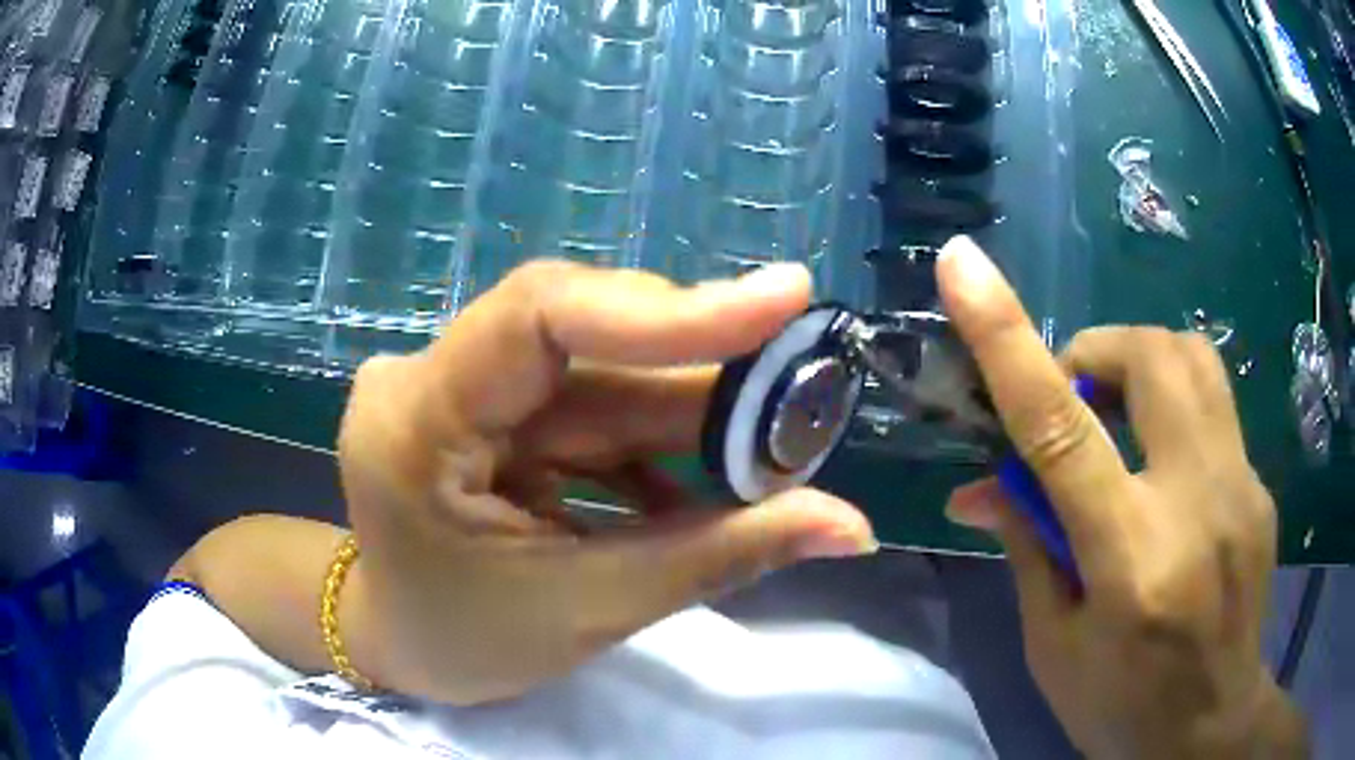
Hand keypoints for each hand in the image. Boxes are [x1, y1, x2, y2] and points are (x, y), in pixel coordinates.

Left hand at [336, 261, 875, 704]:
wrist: (403, 644)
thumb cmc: (466, 642)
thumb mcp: (589, 609)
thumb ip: (719, 557)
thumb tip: (854, 530)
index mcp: (415, 420)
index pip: (540, 316)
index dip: (667, 307)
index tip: (781, 301)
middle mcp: (428, 377)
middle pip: (586, 343)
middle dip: (704, 375)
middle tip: (804, 395)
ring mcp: (456, 384)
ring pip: (600, 372)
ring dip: (694, 411)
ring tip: (774, 447)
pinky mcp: (488, 404)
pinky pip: (588, 403)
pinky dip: (656, 440)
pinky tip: (708, 481)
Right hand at [936, 237, 1306, 757]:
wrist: (1212, 727)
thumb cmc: (1120, 707)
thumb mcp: (1053, 648)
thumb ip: (1028, 550)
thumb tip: (982, 487)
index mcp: (1130, 561)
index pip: (1062, 428)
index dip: (1008, 338)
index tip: (963, 266)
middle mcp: (1197, 503)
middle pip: (1152, 358)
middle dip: (1097, 353)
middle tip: (1074, 403)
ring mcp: (1242, 487)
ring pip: (1194, 359)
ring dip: (1140, 364)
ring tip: (1118, 419)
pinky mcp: (1260, 485)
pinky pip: (1214, 406)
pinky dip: (1173, 412)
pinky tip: (1164, 473)